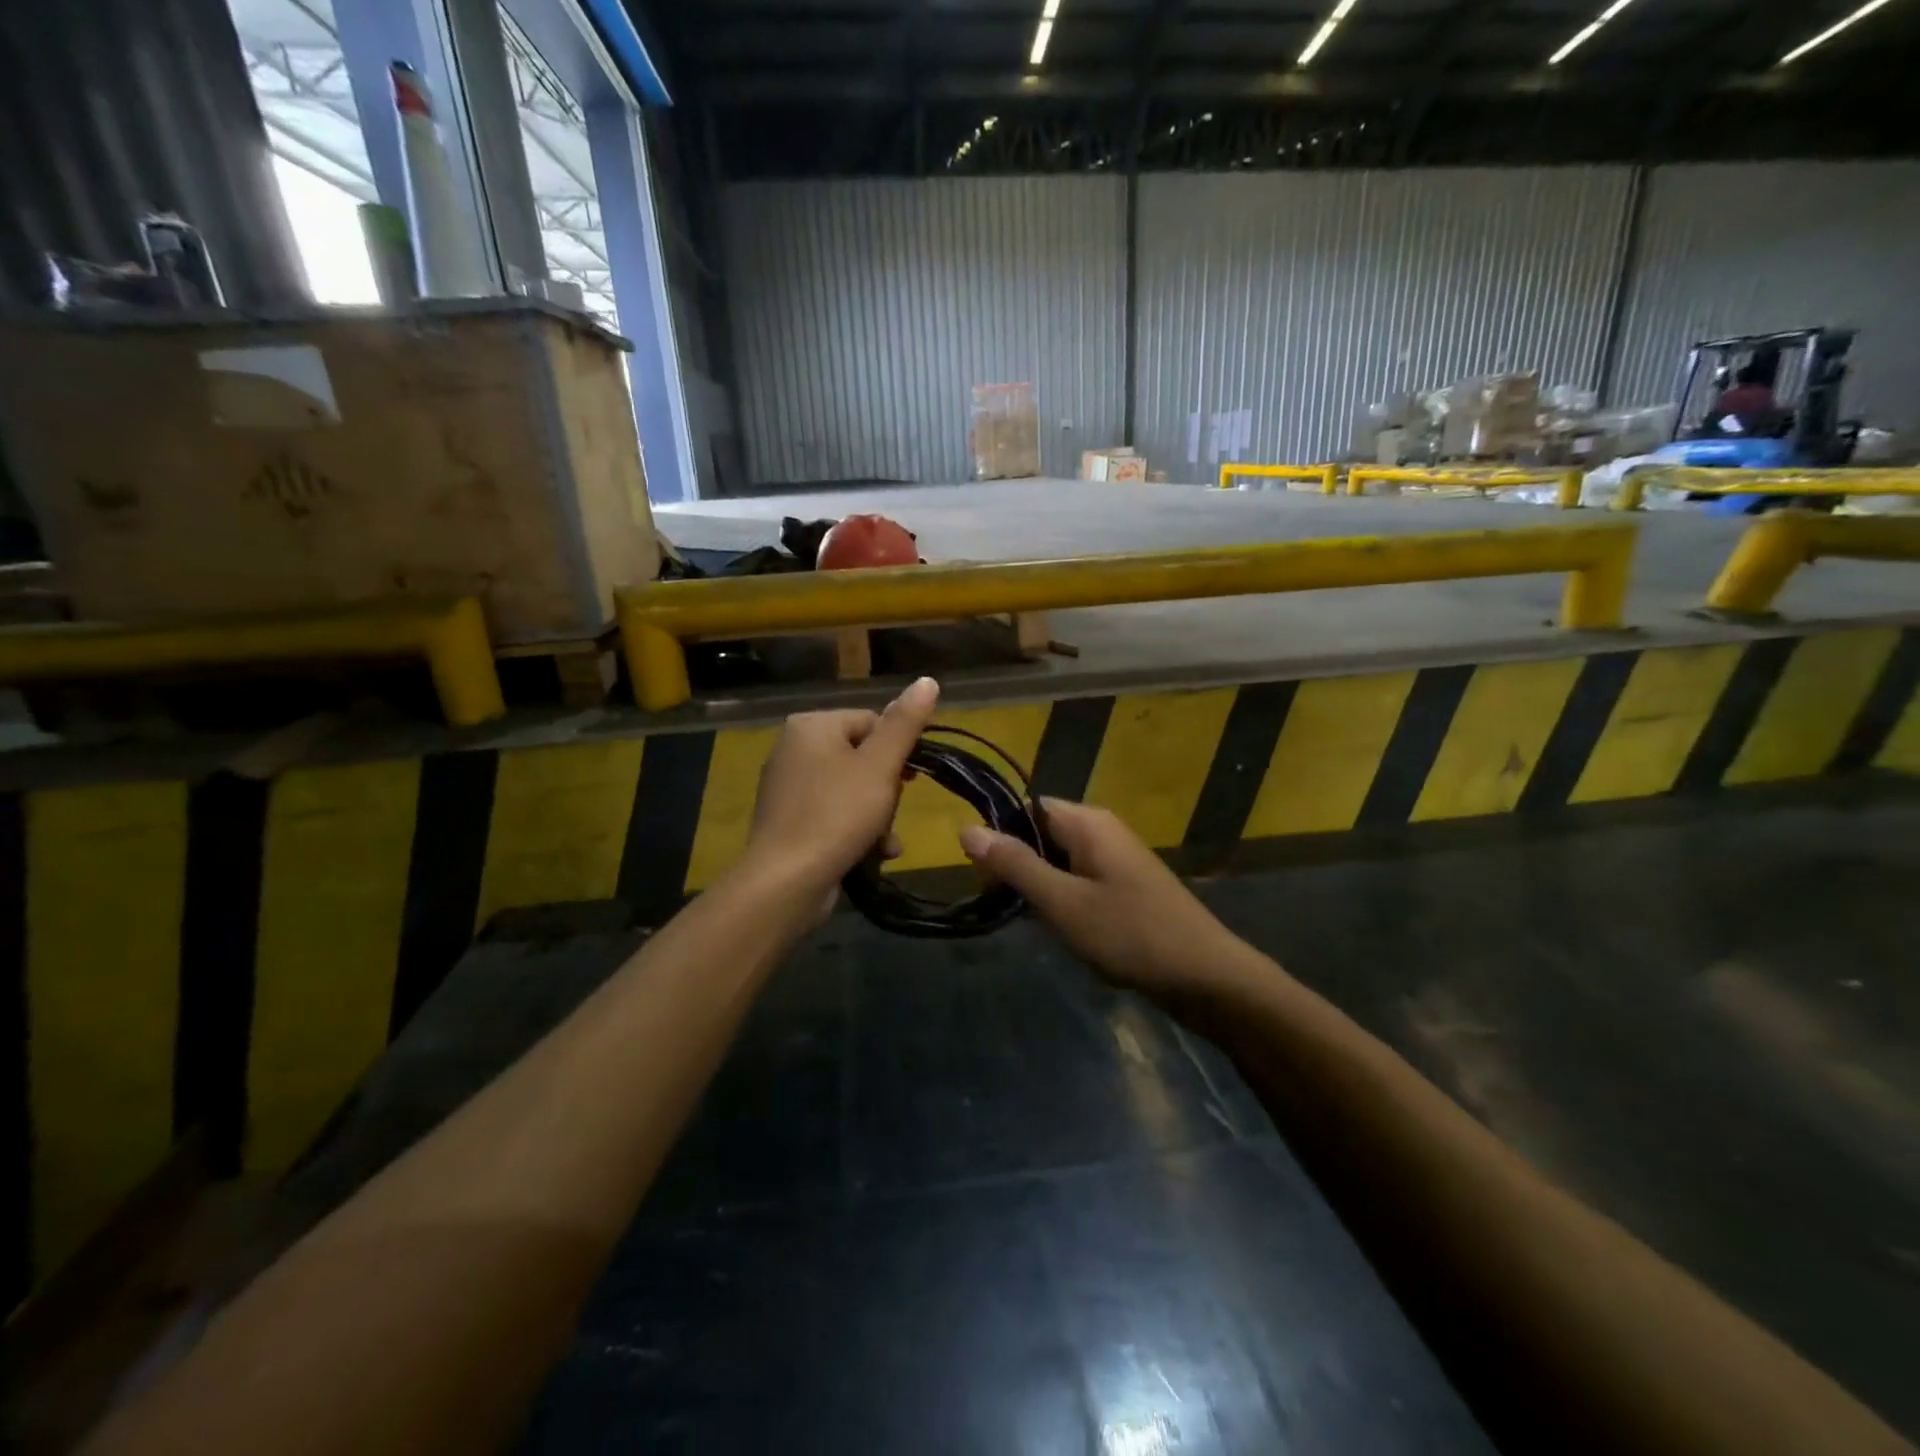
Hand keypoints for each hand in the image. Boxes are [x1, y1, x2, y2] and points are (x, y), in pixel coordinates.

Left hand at [741, 676, 939, 909]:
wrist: (786, 882)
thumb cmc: (837, 814)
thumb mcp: (880, 766)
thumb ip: (905, 723)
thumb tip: (928, 680)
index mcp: (812, 725)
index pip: (872, 722)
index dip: (899, 751)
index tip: (913, 780)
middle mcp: (793, 748)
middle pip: (863, 758)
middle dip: (887, 790)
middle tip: (892, 813)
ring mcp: (788, 787)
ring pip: (852, 790)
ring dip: (878, 816)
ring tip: (885, 842)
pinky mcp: (788, 821)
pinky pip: (833, 814)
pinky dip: (856, 831)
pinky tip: (873, 854)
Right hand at [959, 799, 1246, 995]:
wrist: (1205, 976)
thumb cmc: (1130, 934)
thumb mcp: (1063, 902)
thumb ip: (1015, 864)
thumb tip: (966, 828)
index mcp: (1088, 823)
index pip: (1027, 807)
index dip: (1000, 835)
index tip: (984, 876)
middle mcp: (1103, 830)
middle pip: (1042, 832)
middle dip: (1018, 865)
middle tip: (1003, 904)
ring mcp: (1117, 859)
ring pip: (1059, 860)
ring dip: (1040, 886)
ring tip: (1032, 921)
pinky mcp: (1126, 886)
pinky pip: (1080, 879)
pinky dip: (1063, 899)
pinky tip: (1062, 930)